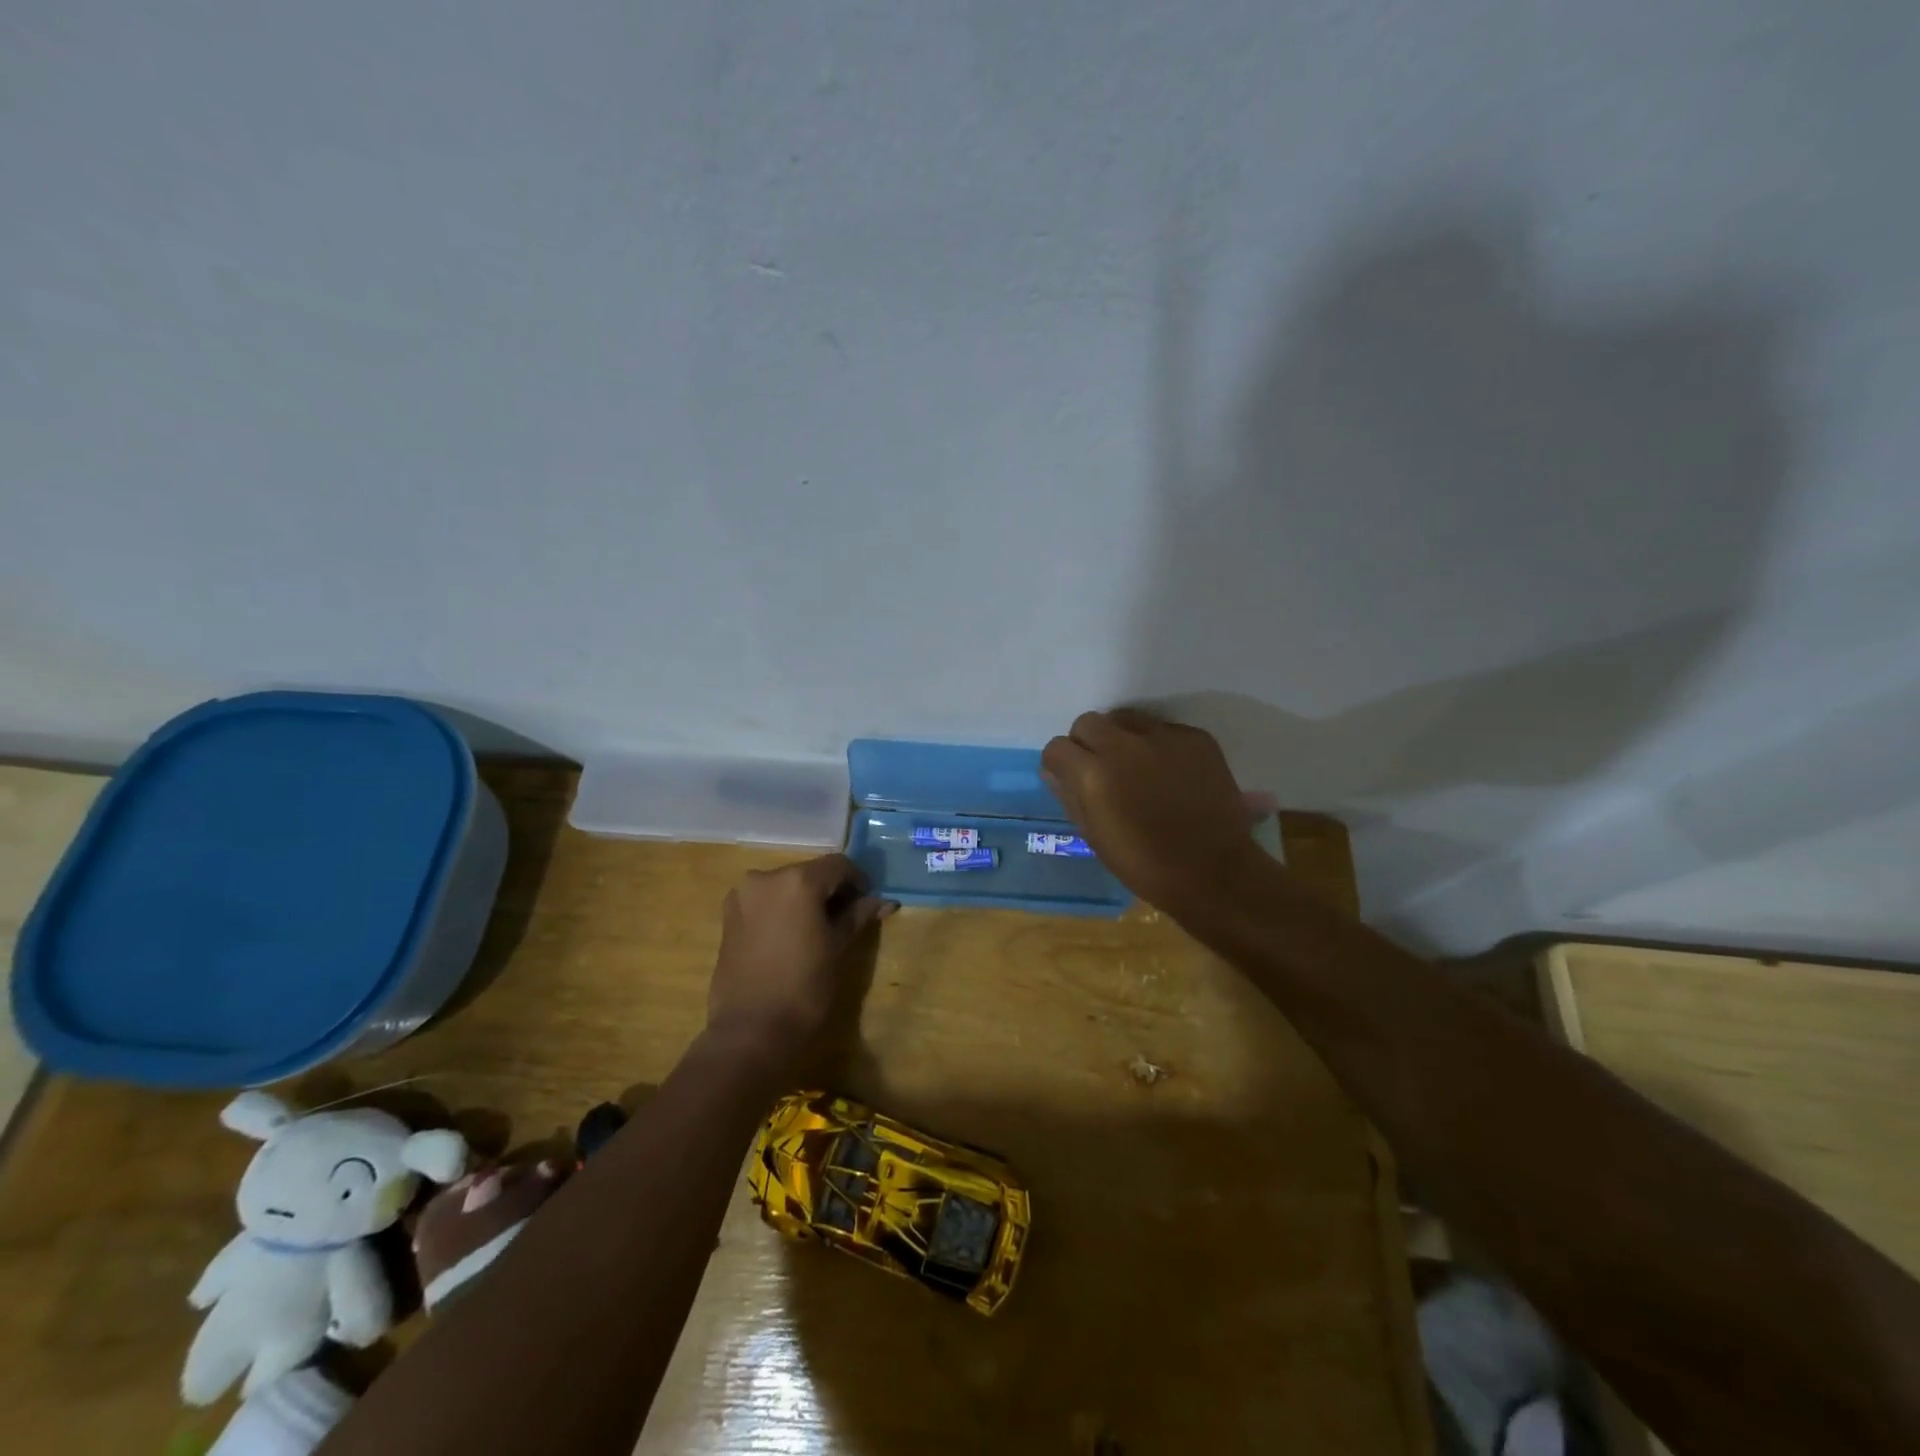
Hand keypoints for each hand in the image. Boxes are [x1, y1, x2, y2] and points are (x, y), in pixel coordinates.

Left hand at [706, 854, 892, 1075]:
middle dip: (831, 889)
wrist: (750, 1031)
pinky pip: (765, 901)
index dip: (858, 880)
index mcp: (797, 880)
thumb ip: (858, 915)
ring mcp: (742, 895)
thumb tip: (884, 901)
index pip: (838, 865)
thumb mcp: (838, 947)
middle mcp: (766, 877)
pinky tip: (794, 935)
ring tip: (821, 928)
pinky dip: (783, 909)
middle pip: (809, 872)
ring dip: (806, 898)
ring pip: (786, 886)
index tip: (869, 902)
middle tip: (849, 916)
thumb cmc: (804, 987)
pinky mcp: (728, 916)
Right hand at [1042, 710, 1269, 917]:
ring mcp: (1163, 737)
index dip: (1061, 764)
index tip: (1071, 779)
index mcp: (1093, 774)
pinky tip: (1170, 773)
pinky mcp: (1195, 737)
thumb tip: (1053, 771)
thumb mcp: (1094, 835)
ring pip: (1126, 719)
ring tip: (1136, 767)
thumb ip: (1069, 795)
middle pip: (1088, 722)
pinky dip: (1158, 745)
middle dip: (1088, 744)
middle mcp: (1124, 745)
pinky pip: (1163, 729)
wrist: (1213, 872)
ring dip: (1122, 738)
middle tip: (1102, 770)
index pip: (1057, 747)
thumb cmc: (1144, 864)